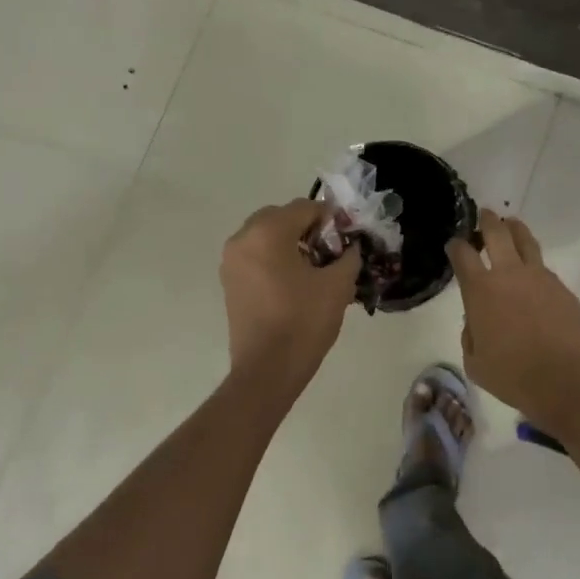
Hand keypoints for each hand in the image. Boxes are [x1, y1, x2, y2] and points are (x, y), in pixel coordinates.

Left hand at [221, 198, 359, 385]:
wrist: (267, 371)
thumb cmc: (304, 322)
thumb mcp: (338, 285)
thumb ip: (349, 255)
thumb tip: (350, 246)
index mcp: (267, 232)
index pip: (304, 208)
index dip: (331, 219)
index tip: (348, 238)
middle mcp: (242, 239)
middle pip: (281, 217)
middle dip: (308, 228)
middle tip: (331, 252)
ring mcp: (231, 262)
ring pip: (266, 236)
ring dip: (291, 243)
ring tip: (315, 269)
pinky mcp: (229, 282)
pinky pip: (256, 256)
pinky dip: (275, 259)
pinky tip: (296, 283)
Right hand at [446, 210, 579, 419]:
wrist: (564, 379)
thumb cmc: (512, 375)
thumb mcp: (475, 362)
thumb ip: (471, 335)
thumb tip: (476, 321)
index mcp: (481, 290)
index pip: (463, 255)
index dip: (456, 246)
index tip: (454, 245)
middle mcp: (509, 274)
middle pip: (497, 233)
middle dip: (488, 221)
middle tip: (485, 214)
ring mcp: (539, 277)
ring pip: (526, 241)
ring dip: (516, 230)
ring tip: (512, 225)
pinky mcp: (562, 288)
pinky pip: (544, 269)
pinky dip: (535, 266)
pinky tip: (534, 277)